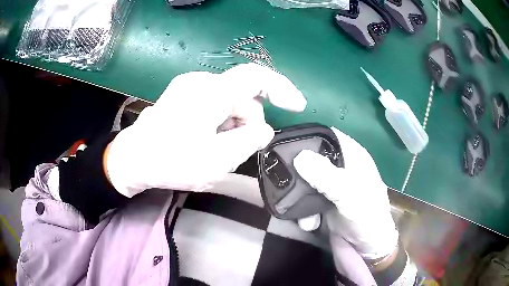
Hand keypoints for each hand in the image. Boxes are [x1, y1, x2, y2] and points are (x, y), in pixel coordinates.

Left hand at [106, 63, 305, 196]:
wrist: (133, 160)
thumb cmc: (171, 161)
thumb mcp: (217, 159)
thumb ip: (249, 142)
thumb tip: (264, 130)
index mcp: (211, 92)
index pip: (257, 77)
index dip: (282, 88)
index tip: (297, 106)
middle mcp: (201, 82)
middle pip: (242, 97)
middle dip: (248, 124)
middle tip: (238, 152)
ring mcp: (190, 87)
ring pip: (228, 103)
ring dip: (232, 126)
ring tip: (217, 151)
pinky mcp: (183, 96)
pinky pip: (214, 105)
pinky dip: (220, 123)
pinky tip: (207, 141)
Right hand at [293, 128, 397, 259]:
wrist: (367, 248)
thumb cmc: (367, 217)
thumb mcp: (350, 195)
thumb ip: (326, 176)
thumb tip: (299, 156)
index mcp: (352, 157)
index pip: (328, 137)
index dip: (309, 138)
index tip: (287, 146)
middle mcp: (341, 168)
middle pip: (313, 159)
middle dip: (298, 171)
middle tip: (282, 179)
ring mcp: (331, 186)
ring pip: (306, 180)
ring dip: (299, 196)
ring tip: (298, 211)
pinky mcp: (324, 203)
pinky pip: (306, 199)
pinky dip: (303, 211)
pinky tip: (309, 223)